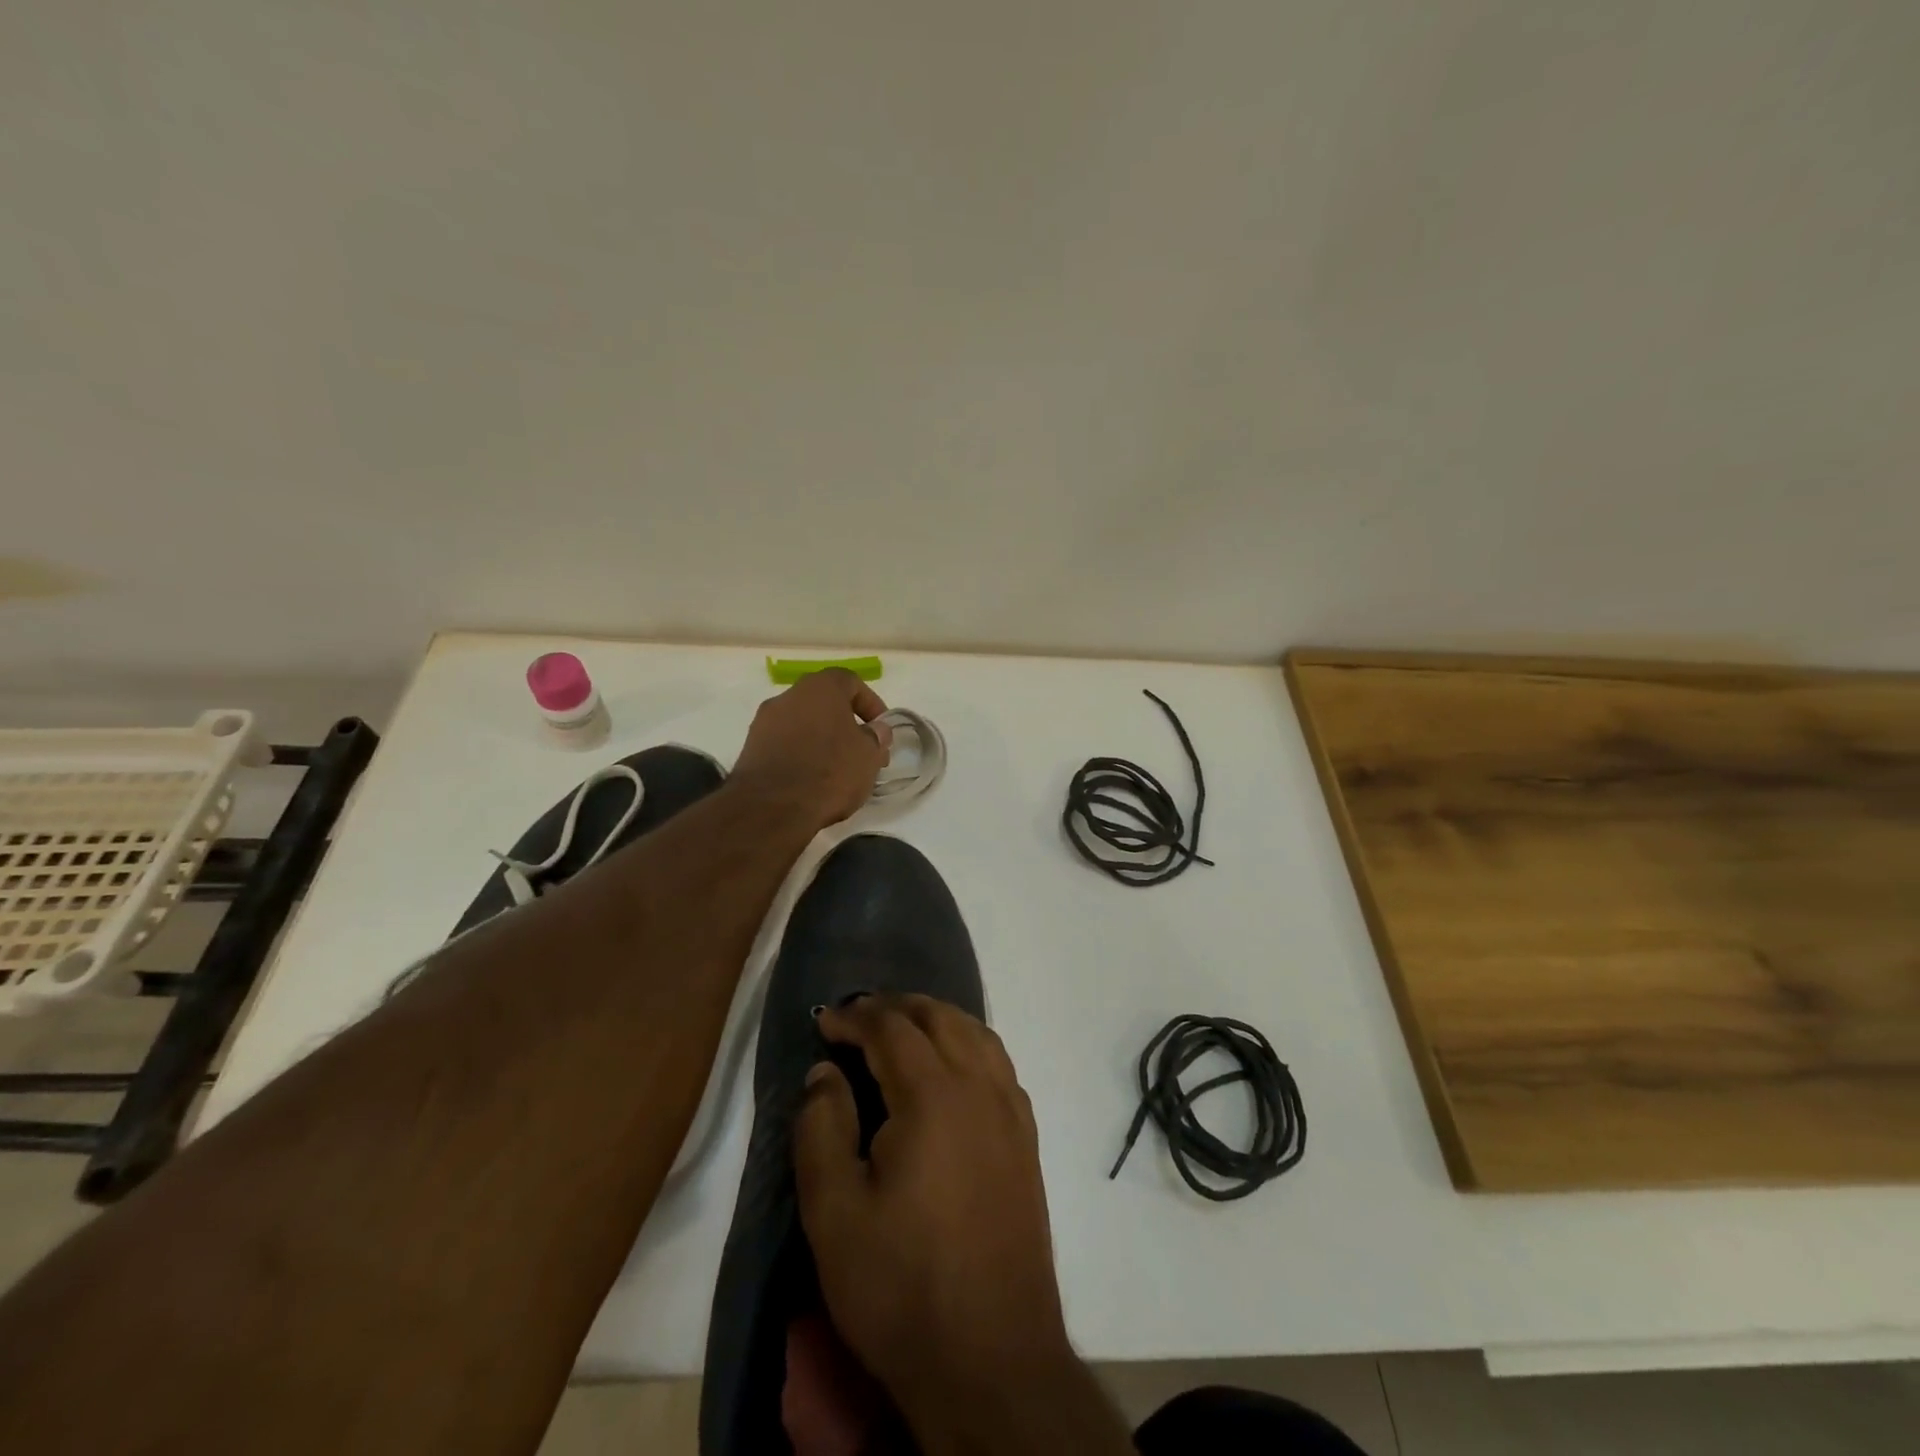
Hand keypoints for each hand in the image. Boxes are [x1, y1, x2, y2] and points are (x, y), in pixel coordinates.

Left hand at [730, 669, 892, 829]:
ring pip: (803, 724)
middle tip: (863, 752)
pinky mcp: (751, 749)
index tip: (881, 729)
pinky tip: (813, 781)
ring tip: (839, 771)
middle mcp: (788, 696)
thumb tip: (876, 729)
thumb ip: (876, 736)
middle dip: (846, 725)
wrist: (771, 807)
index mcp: (820, 687)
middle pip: (824, 703)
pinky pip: (785, 744)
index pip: (851, 682)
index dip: (871, 704)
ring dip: (823, 741)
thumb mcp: (869, 755)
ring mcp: (765, 722)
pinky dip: (801, 755)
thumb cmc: (830, 772)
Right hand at [794, 996, 1070, 1417]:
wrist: (992, 1359)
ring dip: (937, 1019)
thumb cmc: (902, 1286)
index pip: (891, 1028)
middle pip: (940, 1017)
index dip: (855, 1017)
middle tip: (859, 1017)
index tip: (825, 1022)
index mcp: (933, 1095)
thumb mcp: (833, 1213)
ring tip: (903, 1029)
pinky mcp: (1027, 1139)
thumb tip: (825, 1072)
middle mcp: (980, 1086)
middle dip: (896, 1007)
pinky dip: (970, 1044)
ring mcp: (1011, 1111)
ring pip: (976, 1033)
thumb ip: (821, 1128)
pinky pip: (999, 1063)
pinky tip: (952, 1067)